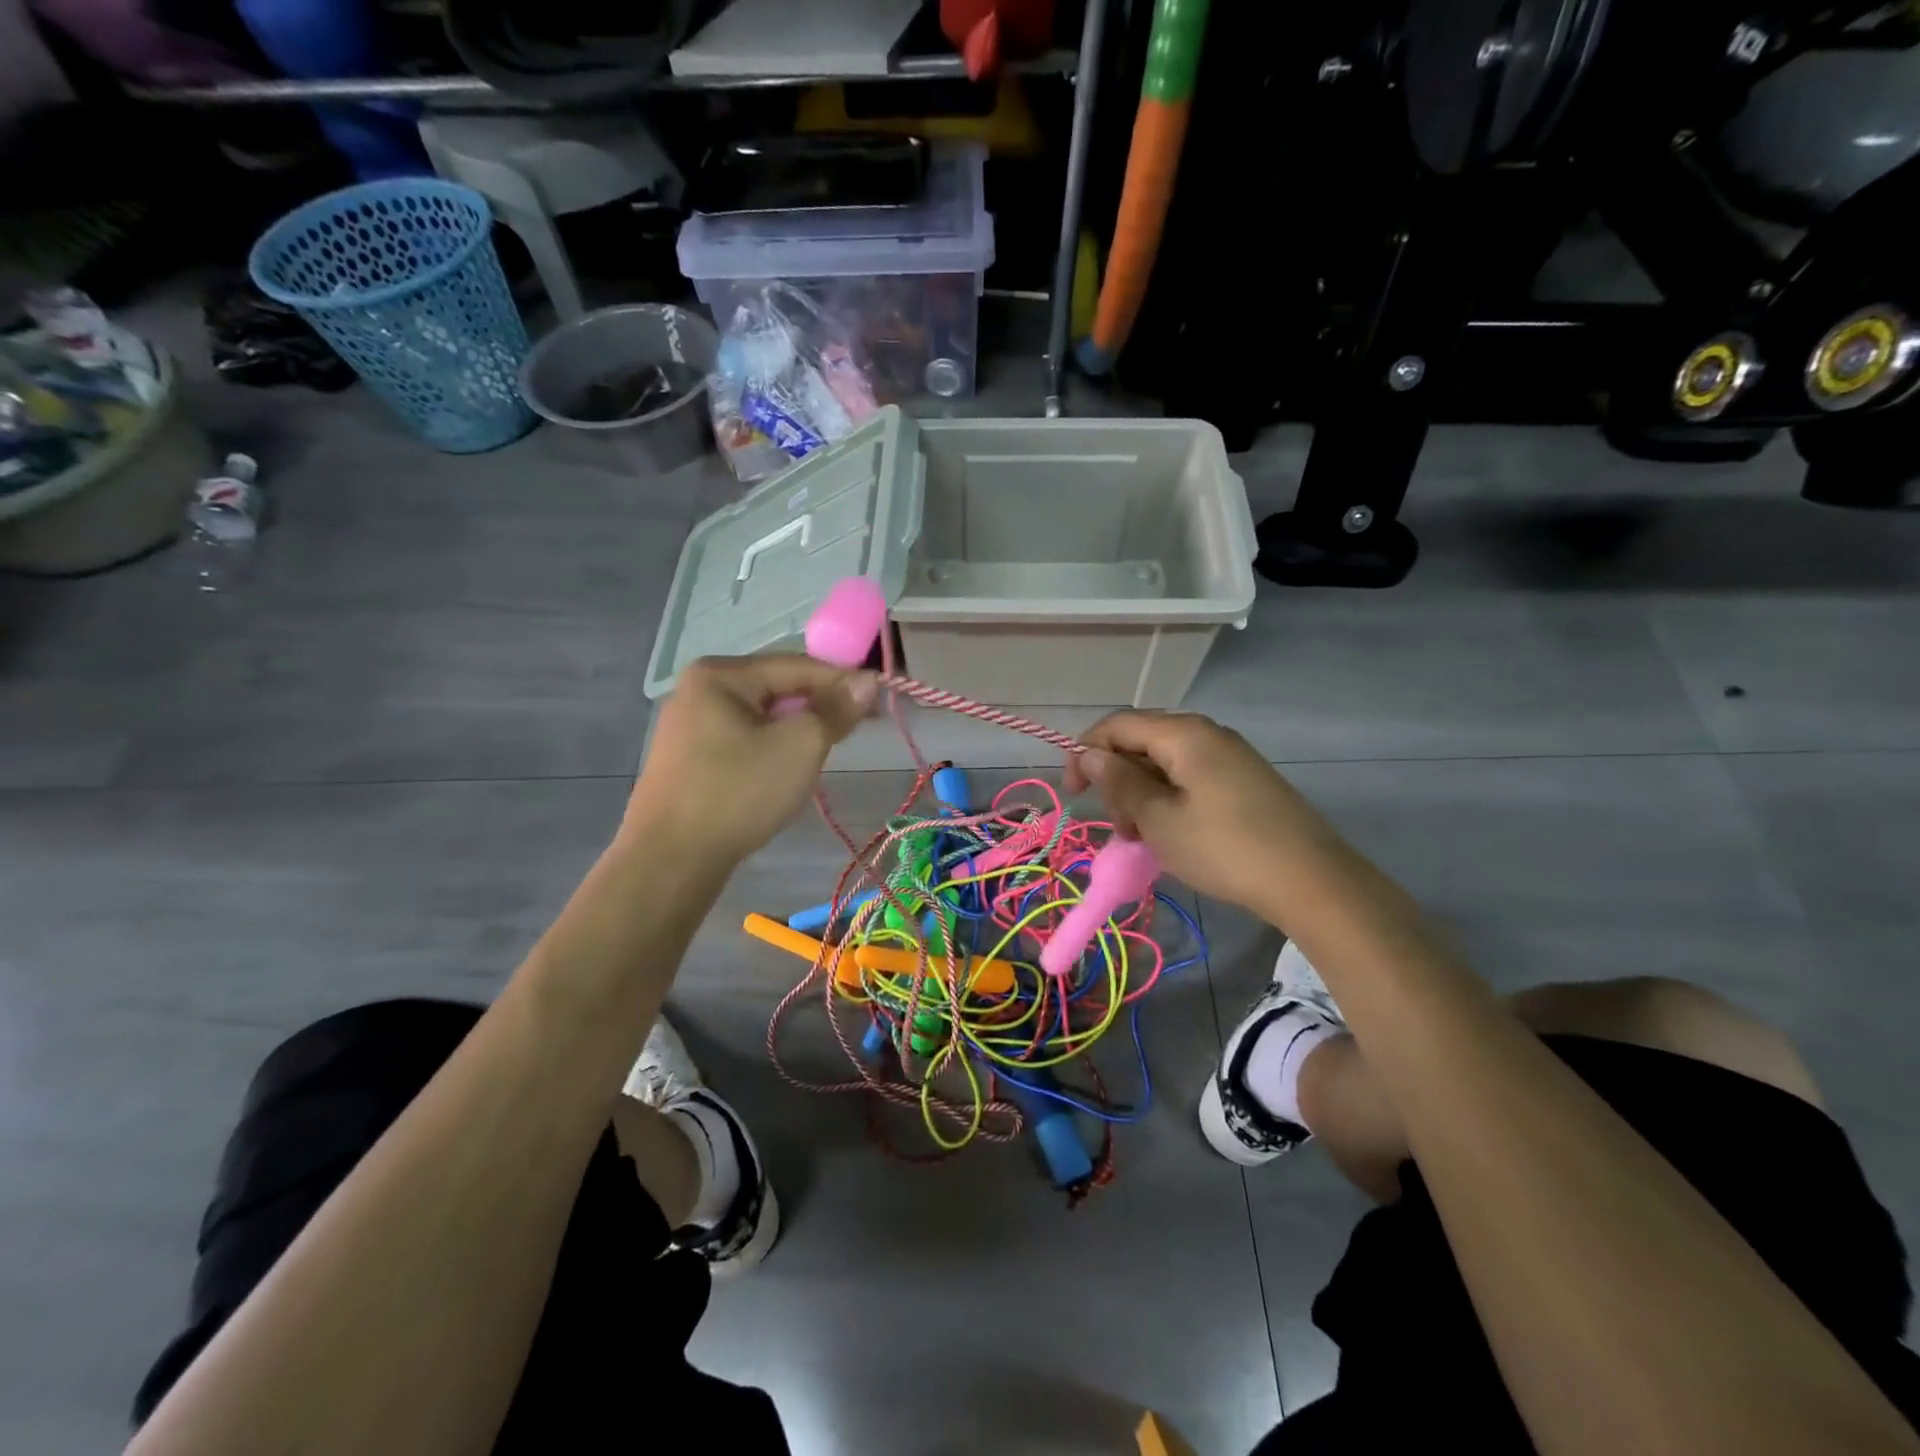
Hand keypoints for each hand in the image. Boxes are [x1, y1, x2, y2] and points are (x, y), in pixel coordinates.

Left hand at [626, 655, 876, 863]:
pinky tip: (787, 769)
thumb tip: (867, 681)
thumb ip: (835, 710)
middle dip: (819, 706)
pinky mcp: (688, 758)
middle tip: (857, 728)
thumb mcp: (799, 746)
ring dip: (797, 729)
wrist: (670, 859)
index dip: (842, 681)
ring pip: (762, 716)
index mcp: (720, 674)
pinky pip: (743, 739)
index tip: (879, 699)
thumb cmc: (738, 792)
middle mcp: (699, 689)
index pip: (797, 665)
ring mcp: (689, 725)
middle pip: (777, 688)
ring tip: (827, 750)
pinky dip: (772, 747)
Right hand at [1064, 711, 1341, 909]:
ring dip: (1142, 795)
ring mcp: (1230, 757)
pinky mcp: (1244, 781)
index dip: (1086, 752)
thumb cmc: (1224, 849)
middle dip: (1117, 780)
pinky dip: (1168, 801)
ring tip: (1143, 839)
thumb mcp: (1159, 819)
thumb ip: (1120, 782)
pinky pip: (1190, 778)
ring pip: (1165, 764)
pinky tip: (1171, 835)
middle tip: (1120, 827)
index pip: (1118, 725)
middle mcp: (1207, 734)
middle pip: (1141, 742)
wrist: (1311, 881)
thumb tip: (1090, 753)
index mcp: (1184, 734)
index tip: (1074, 793)